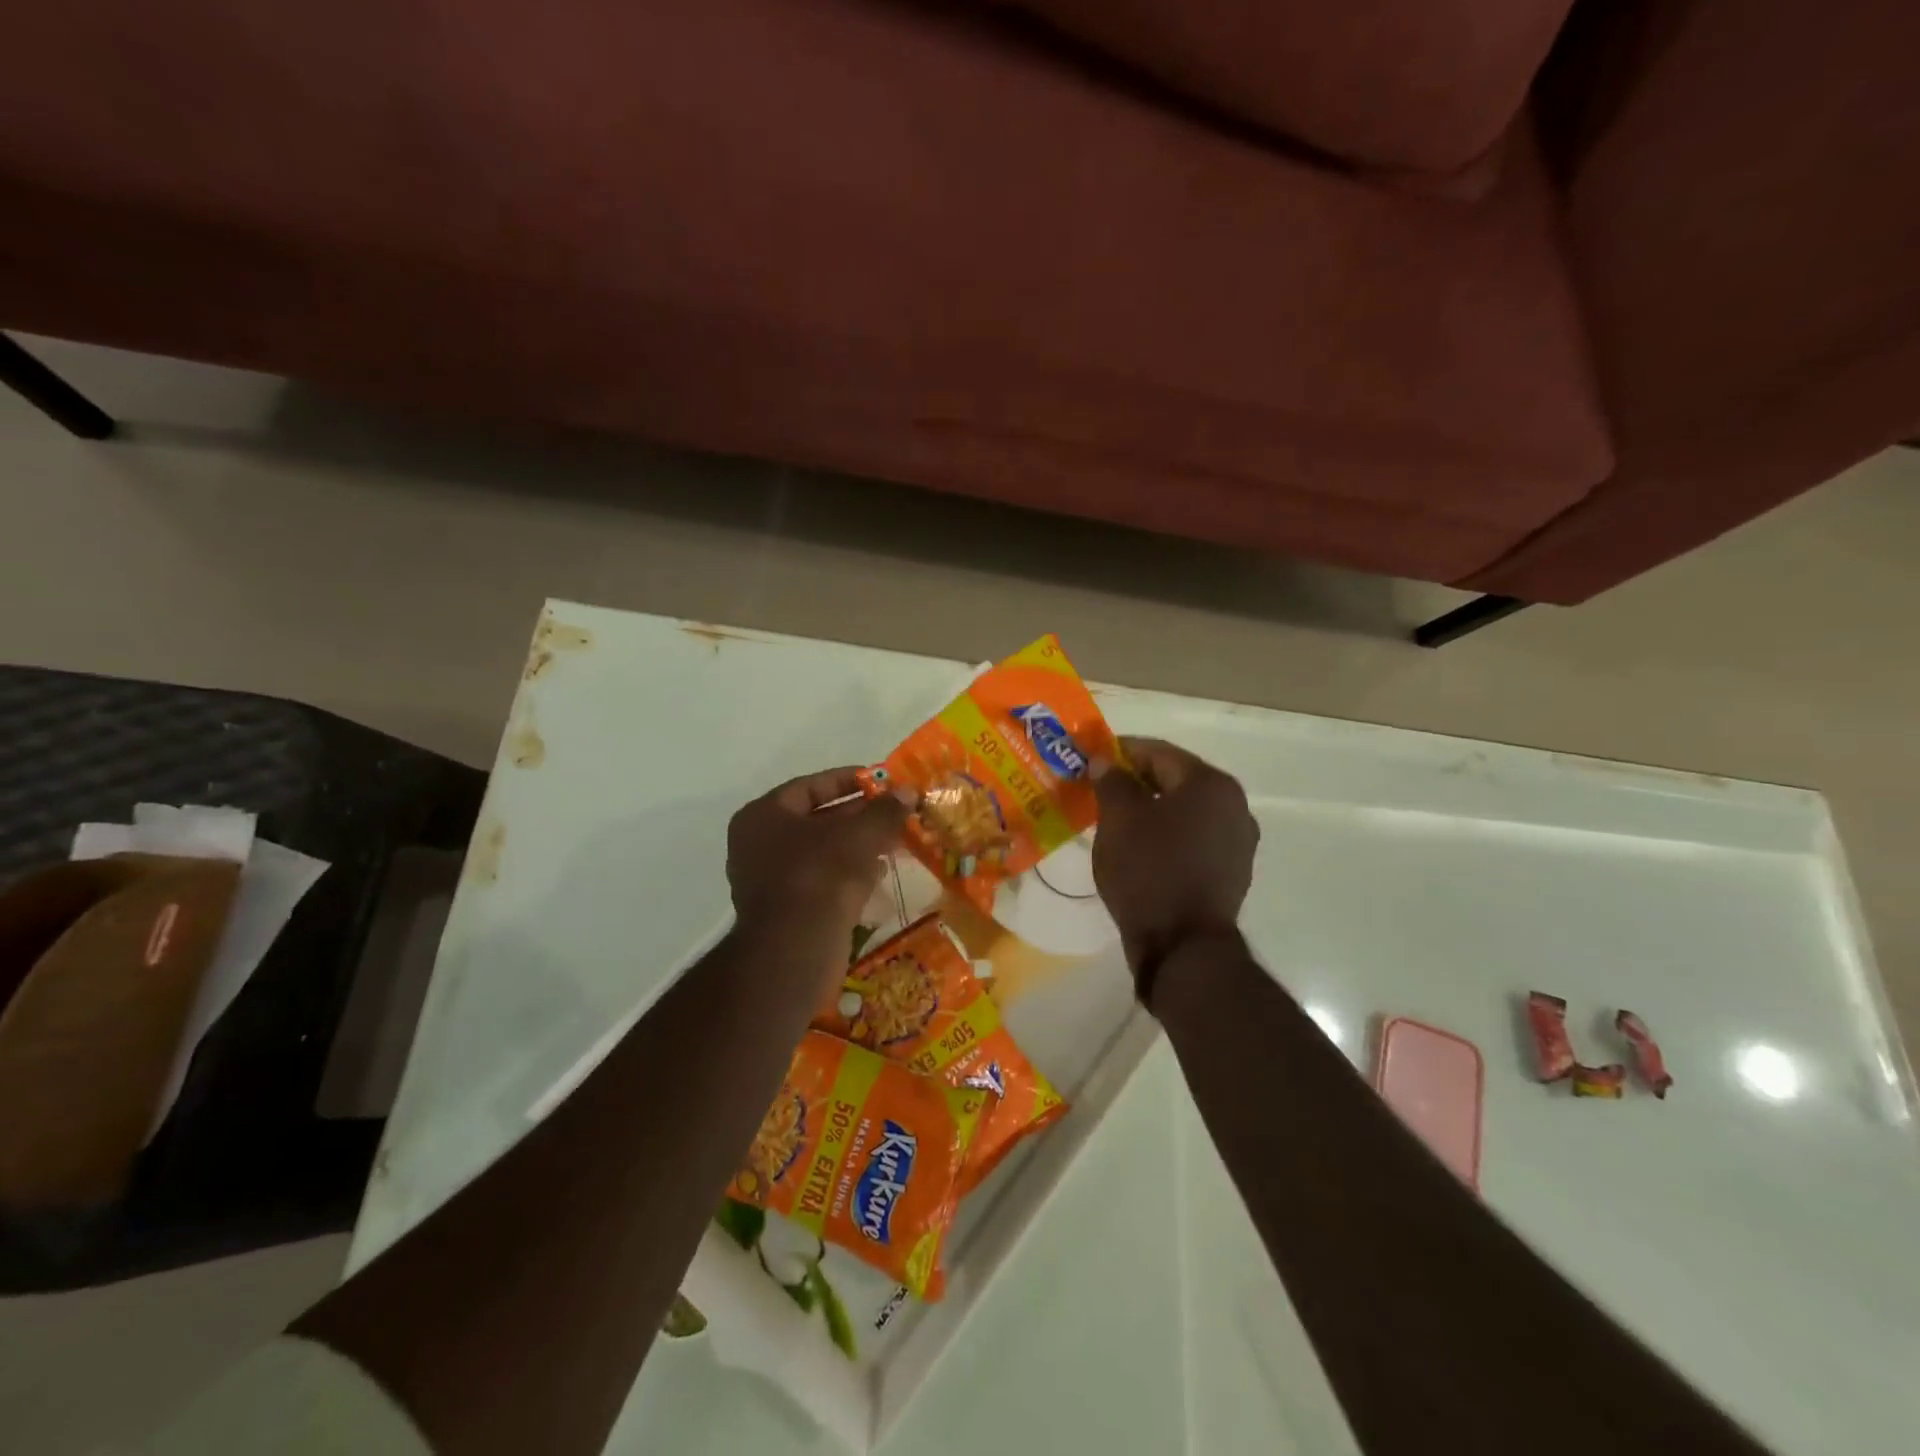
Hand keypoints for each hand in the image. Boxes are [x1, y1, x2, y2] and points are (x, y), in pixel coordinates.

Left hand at [726, 767, 910, 950]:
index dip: (849, 781)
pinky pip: (820, 880)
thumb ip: (885, 810)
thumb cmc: (821, 876)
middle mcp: (758, 844)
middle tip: (893, 812)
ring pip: (821, 852)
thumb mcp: (860, 835)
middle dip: (858, 816)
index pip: (810, 786)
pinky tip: (877, 874)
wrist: (795, 950)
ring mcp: (768, 880)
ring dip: (856, 846)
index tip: (881, 781)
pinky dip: (847, 873)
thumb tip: (908, 791)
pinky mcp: (785, 911)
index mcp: (763, 816)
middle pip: (816, 819)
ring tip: (893, 841)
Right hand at [1092, 737, 1258, 995]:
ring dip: (1151, 809)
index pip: (1159, 752)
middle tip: (1099, 788)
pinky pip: (1193, 838)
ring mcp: (1237, 841)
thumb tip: (1105, 762)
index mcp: (1211, 784)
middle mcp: (1234, 806)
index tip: (1092, 757)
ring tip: (1115, 818)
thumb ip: (1111, 781)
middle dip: (1136, 781)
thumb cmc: (1148, 871)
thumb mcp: (1118, 820)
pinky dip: (1167, 834)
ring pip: (1185, 811)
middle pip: (1176, 780)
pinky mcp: (1231, 871)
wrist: (1183, 946)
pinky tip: (1140, 847)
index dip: (1121, 751)